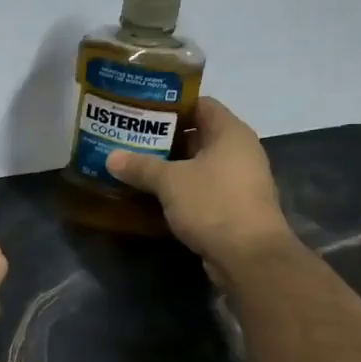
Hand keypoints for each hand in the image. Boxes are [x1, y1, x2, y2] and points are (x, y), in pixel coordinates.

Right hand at [104, 97, 297, 282]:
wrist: (249, 257)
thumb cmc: (213, 204)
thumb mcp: (170, 182)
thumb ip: (141, 166)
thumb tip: (111, 157)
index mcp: (230, 133)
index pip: (200, 104)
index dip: (171, 104)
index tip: (141, 111)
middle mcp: (239, 151)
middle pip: (198, 135)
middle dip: (164, 138)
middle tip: (130, 139)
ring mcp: (239, 181)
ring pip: (198, 165)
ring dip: (170, 167)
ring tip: (135, 165)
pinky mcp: (234, 207)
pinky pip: (202, 189)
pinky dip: (180, 190)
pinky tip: (153, 195)